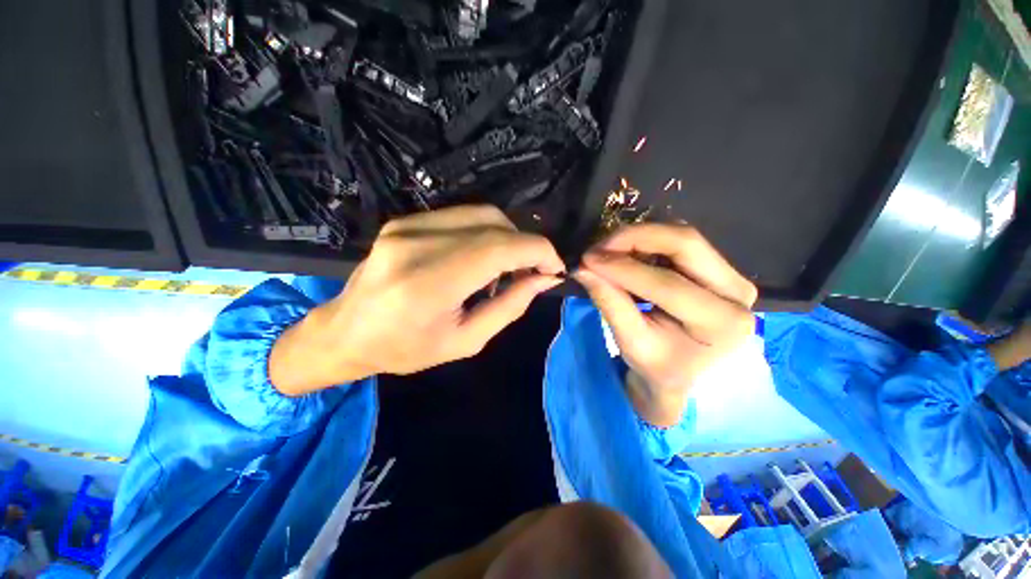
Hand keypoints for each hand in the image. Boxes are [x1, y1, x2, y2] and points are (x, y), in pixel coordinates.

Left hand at [270, 205, 564, 395]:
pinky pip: (462, 217)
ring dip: (507, 238)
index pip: (499, 247)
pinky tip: (481, 259)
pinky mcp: (404, 220)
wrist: (346, 332)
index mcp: (429, 283)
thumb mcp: (466, 341)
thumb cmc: (406, 348)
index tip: (555, 267)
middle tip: (532, 272)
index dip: (538, 251)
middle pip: (494, 224)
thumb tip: (545, 279)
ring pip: (481, 214)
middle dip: (526, 245)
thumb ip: (510, 306)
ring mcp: (407, 226)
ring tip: (507, 268)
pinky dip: (485, 234)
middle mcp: (416, 244)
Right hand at [574, 224, 756, 426]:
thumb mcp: (631, 343)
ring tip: (606, 250)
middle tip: (598, 247)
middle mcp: (738, 293)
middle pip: (685, 244)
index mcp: (722, 323)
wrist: (681, 376)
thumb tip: (582, 268)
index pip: (669, 285)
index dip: (624, 268)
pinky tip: (624, 252)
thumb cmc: (658, 367)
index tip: (588, 260)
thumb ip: (610, 303)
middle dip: (635, 238)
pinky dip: (647, 242)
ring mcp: (731, 275)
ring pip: (682, 237)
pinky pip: (679, 243)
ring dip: (639, 238)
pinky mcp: (718, 268)